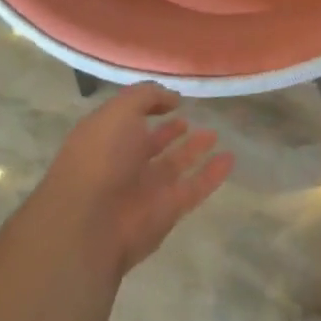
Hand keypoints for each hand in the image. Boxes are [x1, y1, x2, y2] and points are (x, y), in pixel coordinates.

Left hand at [37, 83, 233, 276]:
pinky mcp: (167, 211)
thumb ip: (147, 96)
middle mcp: (123, 164)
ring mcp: (145, 190)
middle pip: (150, 145)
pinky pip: (194, 188)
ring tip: (214, 134)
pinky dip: (212, 175)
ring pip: (174, 166)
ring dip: (193, 151)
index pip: (128, 120)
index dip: (147, 107)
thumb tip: (172, 98)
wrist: (90, 223)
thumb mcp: (119, 110)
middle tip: (189, 119)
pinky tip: (230, 159)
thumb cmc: (100, 157)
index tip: (171, 99)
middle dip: (169, 132)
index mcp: (105, 139)